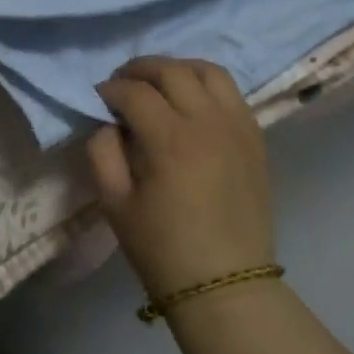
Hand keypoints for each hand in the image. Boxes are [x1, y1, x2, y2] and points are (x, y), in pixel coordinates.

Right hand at [87, 57, 273, 301]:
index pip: (134, 92)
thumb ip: (102, 152)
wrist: (225, 285)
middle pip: (171, 70)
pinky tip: (192, 102)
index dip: (110, 89)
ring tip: (160, 83)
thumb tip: (108, 122)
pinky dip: (207, 85)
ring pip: (208, 70)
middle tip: (123, 83)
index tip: (98, 97)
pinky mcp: (255, 137)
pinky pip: (232, 92)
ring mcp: (237, 126)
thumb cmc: (163, 249)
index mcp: (170, 140)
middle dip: (140, 69)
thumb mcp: (115, 204)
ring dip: (178, 68)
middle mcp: (207, 121)